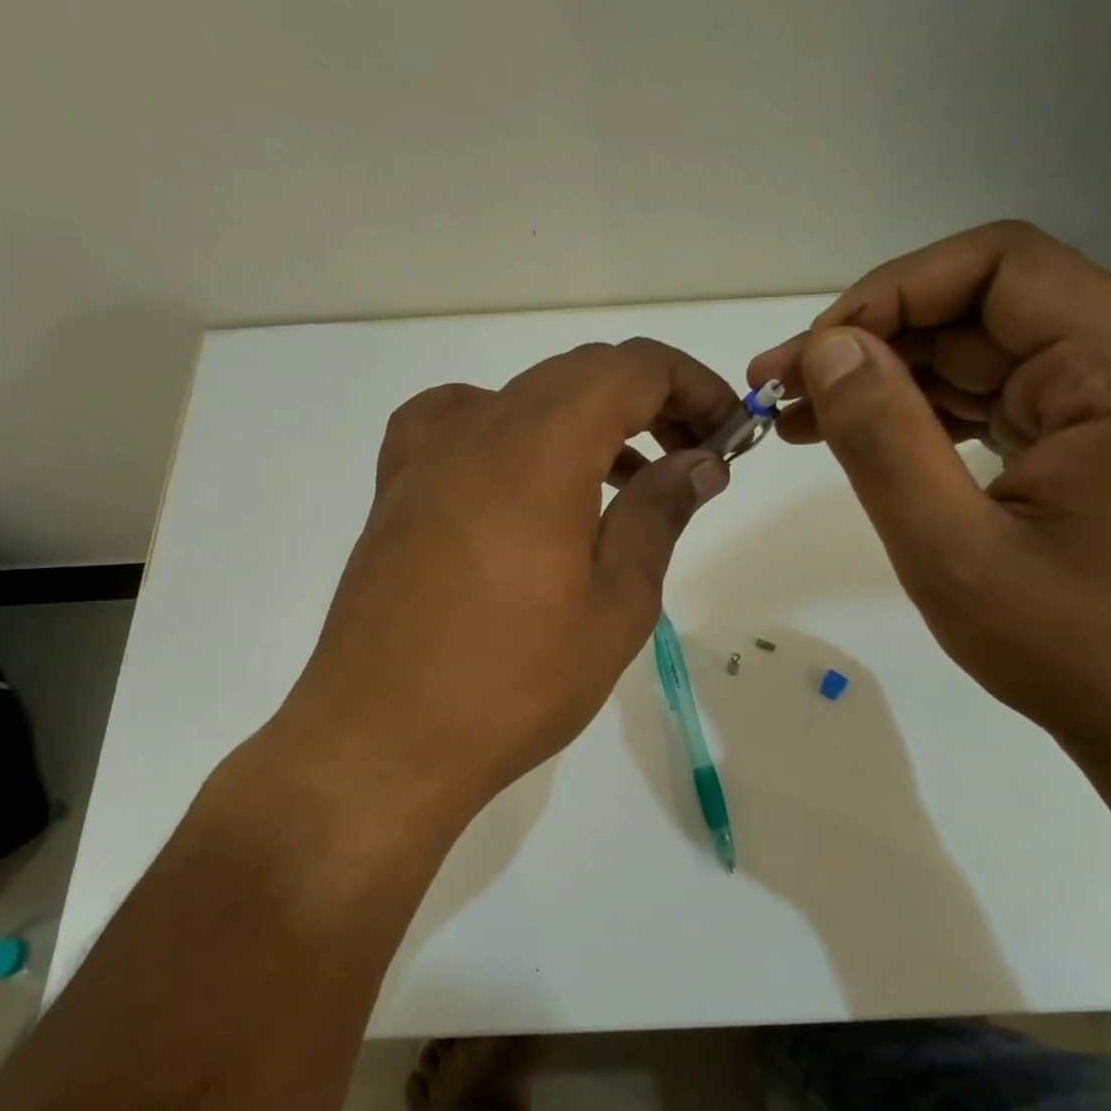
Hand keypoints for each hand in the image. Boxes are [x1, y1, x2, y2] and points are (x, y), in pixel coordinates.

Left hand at [271, 339, 737, 832]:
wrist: (382, 742)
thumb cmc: (515, 682)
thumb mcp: (617, 603)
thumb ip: (659, 513)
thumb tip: (700, 463)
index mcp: (539, 446)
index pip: (632, 368)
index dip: (693, 386)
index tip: (729, 435)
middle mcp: (476, 427)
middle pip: (580, 374)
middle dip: (650, 403)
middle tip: (691, 462)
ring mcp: (426, 454)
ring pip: (526, 398)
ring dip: (590, 422)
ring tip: (628, 484)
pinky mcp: (397, 488)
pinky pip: (463, 424)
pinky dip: (518, 435)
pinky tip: (529, 486)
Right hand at [748, 221, 1110, 743]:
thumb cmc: (1068, 649)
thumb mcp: (954, 552)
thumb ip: (886, 443)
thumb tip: (827, 350)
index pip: (1002, 266)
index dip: (894, 290)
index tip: (813, 351)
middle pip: (981, 306)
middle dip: (872, 338)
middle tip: (778, 389)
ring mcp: (1105, 403)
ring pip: (974, 350)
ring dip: (884, 375)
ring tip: (797, 417)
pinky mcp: (1080, 439)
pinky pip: (985, 397)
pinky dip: (915, 411)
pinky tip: (854, 435)